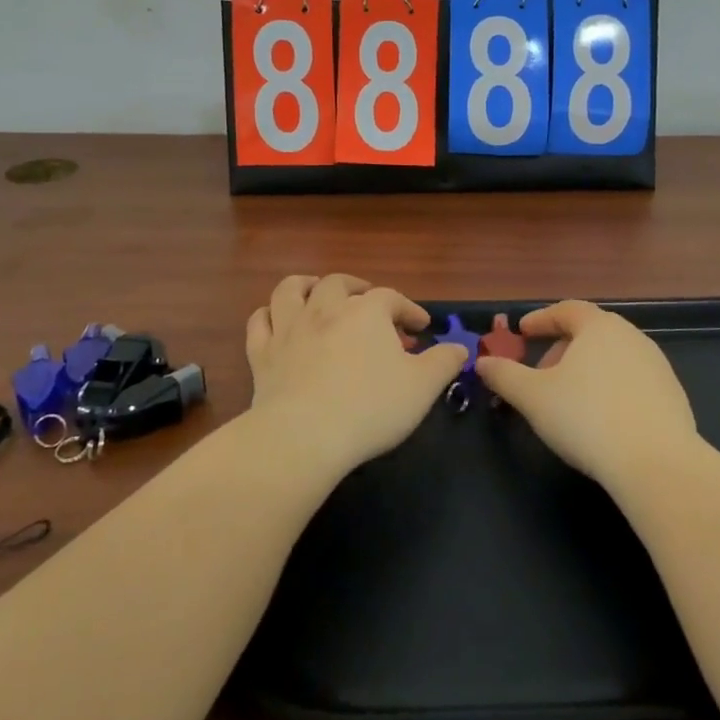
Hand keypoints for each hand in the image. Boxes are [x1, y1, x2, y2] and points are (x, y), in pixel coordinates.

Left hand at [245, 275, 468, 474]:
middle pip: (339, 283)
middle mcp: (325, 309)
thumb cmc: (371, 407)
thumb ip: (444, 362)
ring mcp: (289, 329)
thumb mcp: (423, 387)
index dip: (409, 310)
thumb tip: (460, 348)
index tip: (422, 328)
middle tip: (368, 304)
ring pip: (291, 290)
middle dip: (357, 289)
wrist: (305, 435)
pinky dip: (268, 316)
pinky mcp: (262, 354)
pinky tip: (276, 322)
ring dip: (305, 286)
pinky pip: (259, 322)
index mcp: (366, 312)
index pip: (392, 298)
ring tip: (316, 292)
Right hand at [474, 300, 698, 487]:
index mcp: (599, 327)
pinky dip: (610, 389)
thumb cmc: (586, 418)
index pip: (567, 310)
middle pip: (590, 333)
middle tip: (541, 373)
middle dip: (561, 349)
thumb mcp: (532, 397)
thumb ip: (504, 375)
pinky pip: (631, 382)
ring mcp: (657, 366)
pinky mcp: (672, 396)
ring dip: (586, 370)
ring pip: (612, 358)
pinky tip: (600, 419)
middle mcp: (632, 337)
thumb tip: (482, 363)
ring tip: (568, 399)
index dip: (541, 319)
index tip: (522, 332)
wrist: (657, 464)